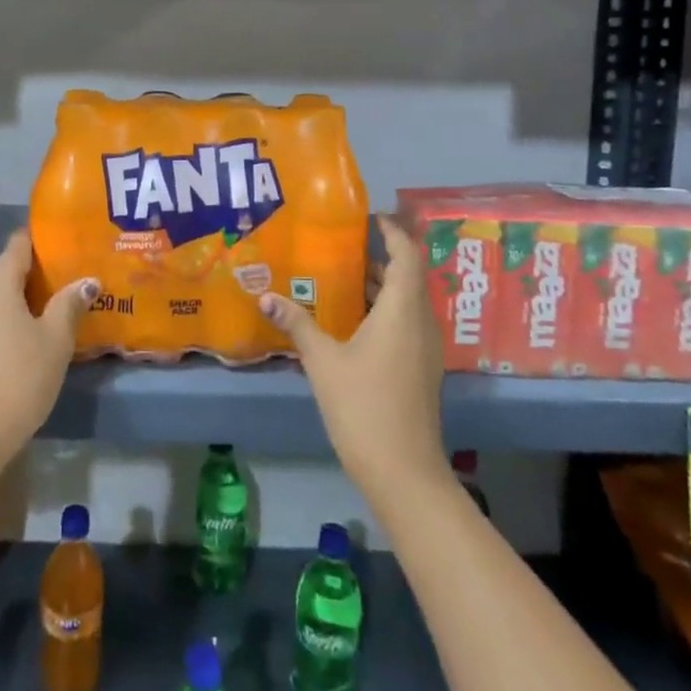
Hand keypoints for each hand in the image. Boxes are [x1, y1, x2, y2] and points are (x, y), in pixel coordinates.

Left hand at [0, 232, 95, 504]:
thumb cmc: (19, 379)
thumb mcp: (55, 340)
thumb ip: (70, 304)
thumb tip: (88, 280)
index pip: (18, 245)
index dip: (41, 239)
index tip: (65, 241)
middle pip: (6, 273)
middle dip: (36, 275)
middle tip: (69, 280)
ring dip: (21, 302)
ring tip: (54, 311)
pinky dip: (6, 322)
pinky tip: (27, 339)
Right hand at [260, 216, 448, 508]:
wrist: (404, 473)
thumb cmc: (364, 407)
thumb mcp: (323, 361)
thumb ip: (297, 324)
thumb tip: (265, 296)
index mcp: (403, 310)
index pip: (408, 254)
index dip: (392, 231)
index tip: (369, 217)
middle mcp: (421, 322)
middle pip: (409, 275)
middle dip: (380, 257)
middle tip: (342, 245)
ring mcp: (425, 348)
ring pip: (407, 301)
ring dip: (381, 285)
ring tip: (341, 275)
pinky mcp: (421, 368)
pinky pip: (406, 323)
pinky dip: (384, 310)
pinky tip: (351, 321)